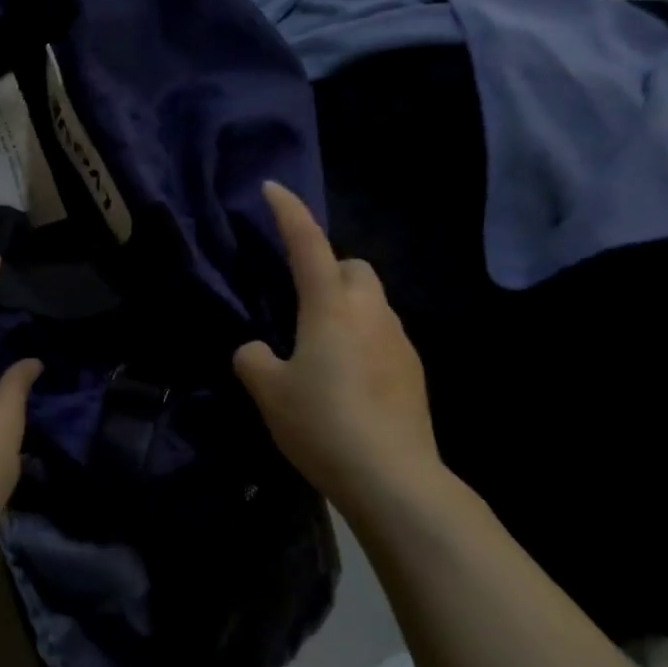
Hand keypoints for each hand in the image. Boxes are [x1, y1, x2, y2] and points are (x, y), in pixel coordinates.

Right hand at [233, 182, 441, 507]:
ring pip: (371, 302)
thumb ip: (254, 359)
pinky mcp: (413, 370)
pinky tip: (347, 378)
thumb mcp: (269, 392)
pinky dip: (363, 339)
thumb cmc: (323, 424)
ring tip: (320, 347)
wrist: (393, 478)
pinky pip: (383, 335)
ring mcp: (399, 340)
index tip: (273, 188)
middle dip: (328, 269)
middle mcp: (370, 312)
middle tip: (300, 303)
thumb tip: (257, 350)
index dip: (289, 212)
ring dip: (346, 307)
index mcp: (330, 307)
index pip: (307, 244)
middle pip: (353, 268)